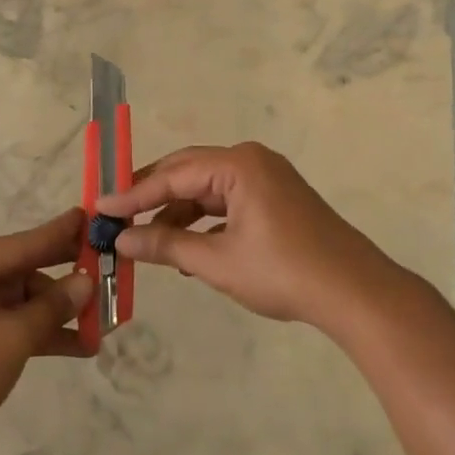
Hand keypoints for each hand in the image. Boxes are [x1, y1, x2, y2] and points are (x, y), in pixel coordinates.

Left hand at [0, 208, 93, 454]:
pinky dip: (45, 334)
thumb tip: (87, 282)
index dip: (57, 234)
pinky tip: (84, 345)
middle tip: (105, 264)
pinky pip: (17, 326)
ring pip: (24, 302)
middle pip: (23, 272)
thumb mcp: (13, 334)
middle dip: (64, 278)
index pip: (19, 245)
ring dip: (60, 313)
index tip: (88, 217)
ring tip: (104, 318)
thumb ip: (53, 306)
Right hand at [97, 142, 395, 329]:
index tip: (99, 208)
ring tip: (148, 243)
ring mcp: (266, 179)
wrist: (355, 293)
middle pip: (187, 173)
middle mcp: (251, 161)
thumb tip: (121, 241)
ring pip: (206, 190)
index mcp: (238, 165)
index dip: (132, 194)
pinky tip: (187, 250)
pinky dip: (204, 222)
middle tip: (117, 218)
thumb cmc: (283, 272)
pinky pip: (227, 202)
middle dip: (152, 197)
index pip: (172, 175)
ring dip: (177, 214)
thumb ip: (166, 246)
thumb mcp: (217, 261)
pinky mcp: (276, 199)